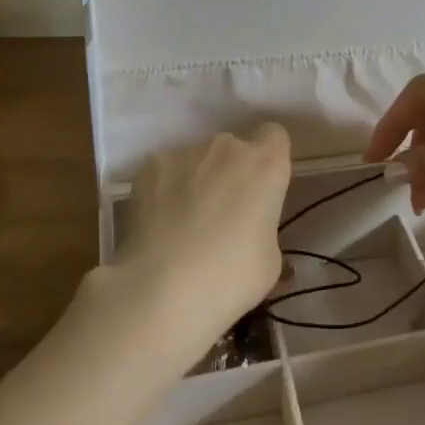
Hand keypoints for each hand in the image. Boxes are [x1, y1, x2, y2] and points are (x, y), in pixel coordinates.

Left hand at [119, 124, 292, 342]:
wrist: (163, 287)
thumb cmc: (232, 277)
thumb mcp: (269, 261)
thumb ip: (263, 228)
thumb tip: (249, 231)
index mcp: (265, 164)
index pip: (274, 136)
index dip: (269, 159)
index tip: (263, 188)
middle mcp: (227, 147)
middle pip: (234, 149)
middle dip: (231, 173)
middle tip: (223, 215)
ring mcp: (185, 153)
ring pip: (197, 160)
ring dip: (197, 180)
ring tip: (184, 224)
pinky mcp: (150, 166)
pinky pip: (166, 172)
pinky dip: (165, 189)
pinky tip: (159, 223)